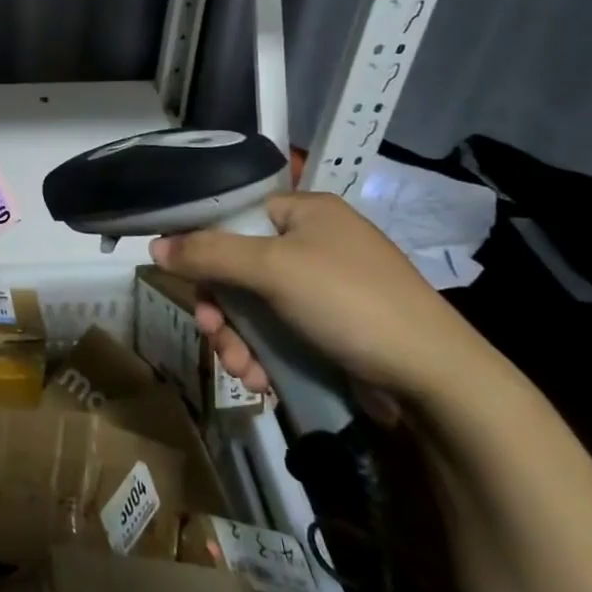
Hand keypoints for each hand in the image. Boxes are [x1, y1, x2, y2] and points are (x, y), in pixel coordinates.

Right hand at [150, 191, 491, 411]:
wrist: (436, 380)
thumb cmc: (350, 302)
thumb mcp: (272, 269)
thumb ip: (208, 253)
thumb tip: (154, 246)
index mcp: (307, 211)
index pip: (235, 215)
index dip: (204, 246)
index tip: (186, 280)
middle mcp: (315, 243)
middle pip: (239, 266)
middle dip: (221, 308)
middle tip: (212, 333)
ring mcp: (325, 289)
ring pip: (255, 306)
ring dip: (237, 339)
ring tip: (240, 369)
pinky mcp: (332, 329)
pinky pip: (279, 332)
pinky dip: (263, 355)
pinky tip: (260, 380)